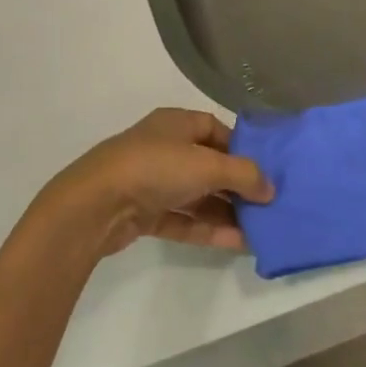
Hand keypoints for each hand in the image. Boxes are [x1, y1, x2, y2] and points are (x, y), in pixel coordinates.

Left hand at [38, 109, 272, 258]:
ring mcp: (152, 182)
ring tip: (260, 229)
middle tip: (269, 205)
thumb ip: (245, 175)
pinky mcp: (144, 213)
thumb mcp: (208, 165)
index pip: (216, 129)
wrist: (94, 206)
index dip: (242, 148)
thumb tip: (271, 190)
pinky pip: (184, 219)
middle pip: (209, 166)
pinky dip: (208, 229)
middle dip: (238, 186)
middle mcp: (164, 149)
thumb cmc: (155, 168)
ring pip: (197, 196)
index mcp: (176, 123)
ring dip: (227, 212)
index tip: (267, 169)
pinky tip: (237, 243)